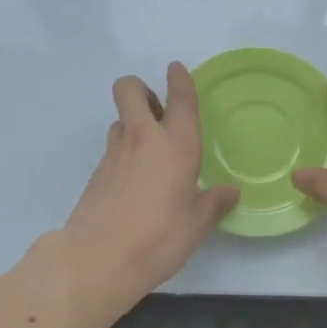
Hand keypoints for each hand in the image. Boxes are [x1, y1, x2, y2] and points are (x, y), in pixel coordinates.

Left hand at [64, 63, 238, 298]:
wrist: (98, 258)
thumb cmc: (159, 237)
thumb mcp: (196, 224)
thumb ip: (213, 203)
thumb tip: (229, 192)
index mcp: (177, 146)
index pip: (180, 100)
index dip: (180, 80)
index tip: (176, 69)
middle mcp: (143, 140)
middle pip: (130, 89)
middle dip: (141, 89)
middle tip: (157, 111)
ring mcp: (114, 154)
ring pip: (120, 119)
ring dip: (132, 123)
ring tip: (148, 150)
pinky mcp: (96, 174)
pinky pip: (112, 149)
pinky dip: (123, 153)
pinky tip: (134, 181)